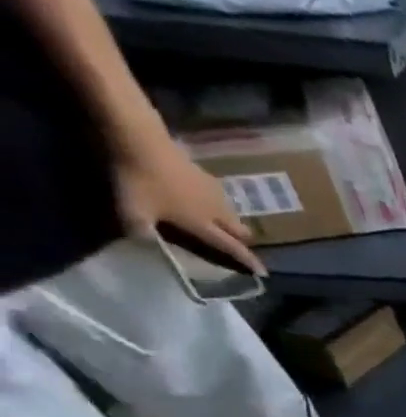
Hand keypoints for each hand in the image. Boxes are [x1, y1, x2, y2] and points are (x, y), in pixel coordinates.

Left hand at [115, 134, 265, 275]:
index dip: (247, 260)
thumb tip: (147, 245)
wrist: (145, 144)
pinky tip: (203, 199)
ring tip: (218, 222)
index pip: (231, 247)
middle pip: (241, 231)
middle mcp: (217, 212)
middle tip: (235, 243)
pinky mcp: (209, 178)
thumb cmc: (141, 181)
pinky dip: (216, 204)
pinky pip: (221, 197)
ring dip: (229, 221)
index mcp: (203, 224)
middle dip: (241, 240)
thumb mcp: (131, 210)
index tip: (263, 273)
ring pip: (233, 214)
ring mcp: (216, 194)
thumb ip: (141, 231)